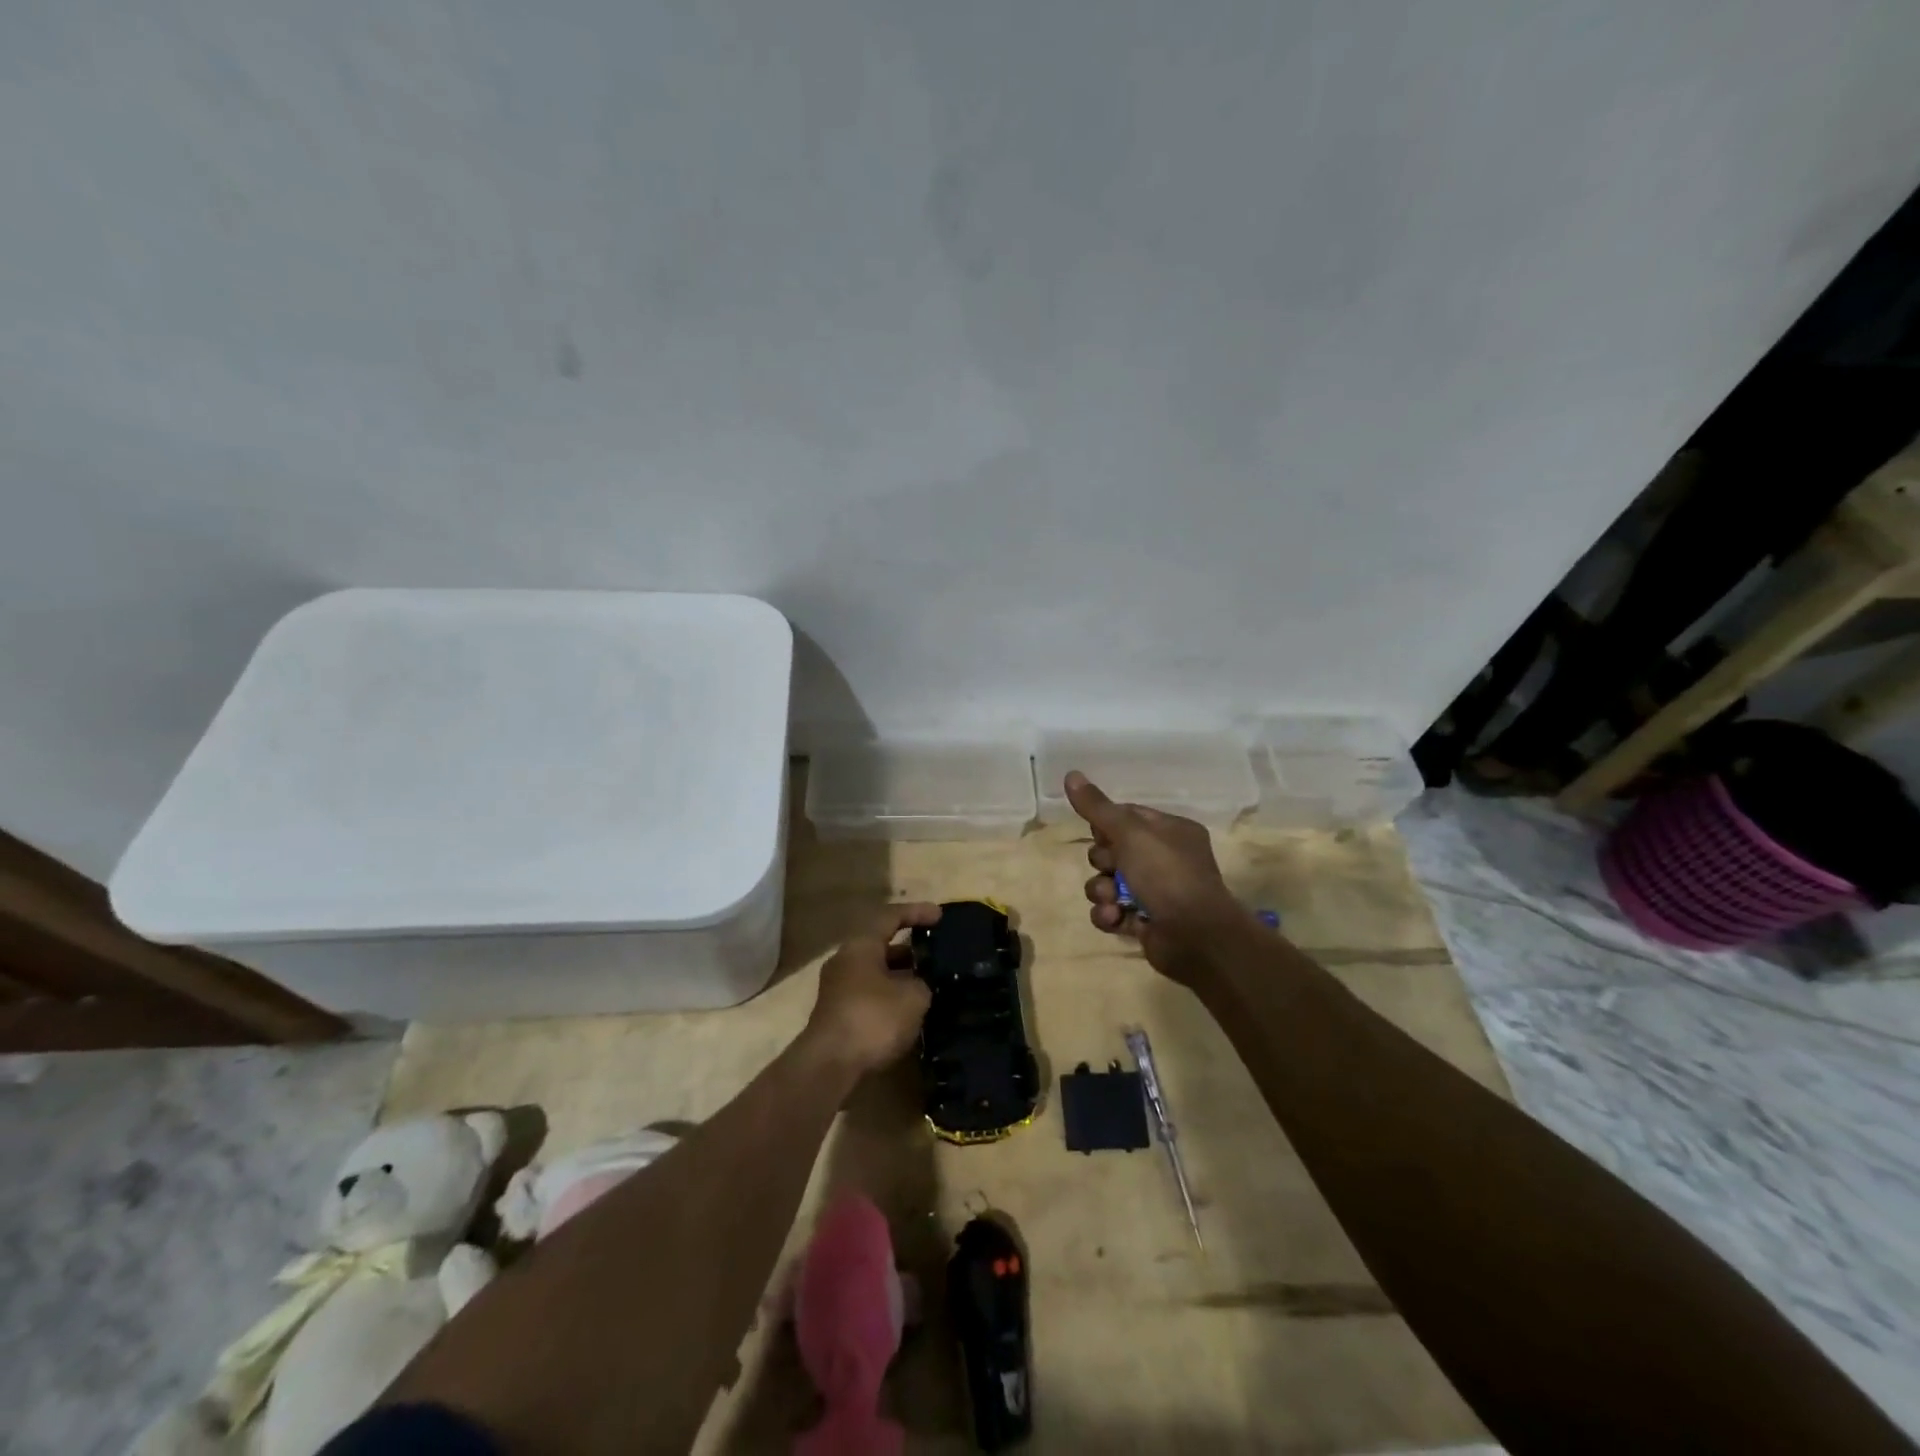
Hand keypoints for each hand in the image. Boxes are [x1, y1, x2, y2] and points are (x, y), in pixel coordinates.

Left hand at [803, 904, 940, 1074]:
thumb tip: (918, 985)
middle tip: (936, 955)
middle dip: (910, 950)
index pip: (891, 917)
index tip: (940, 916)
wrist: (830, 1066)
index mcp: (861, 945)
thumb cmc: (873, 1018)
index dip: (917, 913)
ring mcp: (838, 989)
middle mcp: (846, 961)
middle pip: (881, 946)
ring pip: (876, 973)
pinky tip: (911, 1012)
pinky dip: (891, 997)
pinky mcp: (838, 1015)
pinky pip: (870, 995)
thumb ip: (922, 983)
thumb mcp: (913, 996)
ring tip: (930, 985)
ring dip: (901, 977)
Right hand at [1066, 771, 1253, 986]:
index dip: (1106, 824)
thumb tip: (1070, 774)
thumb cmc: (1166, 874)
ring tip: (1111, 901)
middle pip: (1112, 850)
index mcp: (1170, 831)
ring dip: (1101, 891)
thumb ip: (1098, 807)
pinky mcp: (1145, 921)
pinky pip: (1113, 911)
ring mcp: (1156, 892)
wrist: (1195, 936)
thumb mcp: (1130, 833)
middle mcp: (1165, 859)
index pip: (1127, 816)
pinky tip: (1114, 918)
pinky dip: (1109, 915)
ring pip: (1108, 883)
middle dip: (1102, 861)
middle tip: (1110, 867)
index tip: (1099, 832)